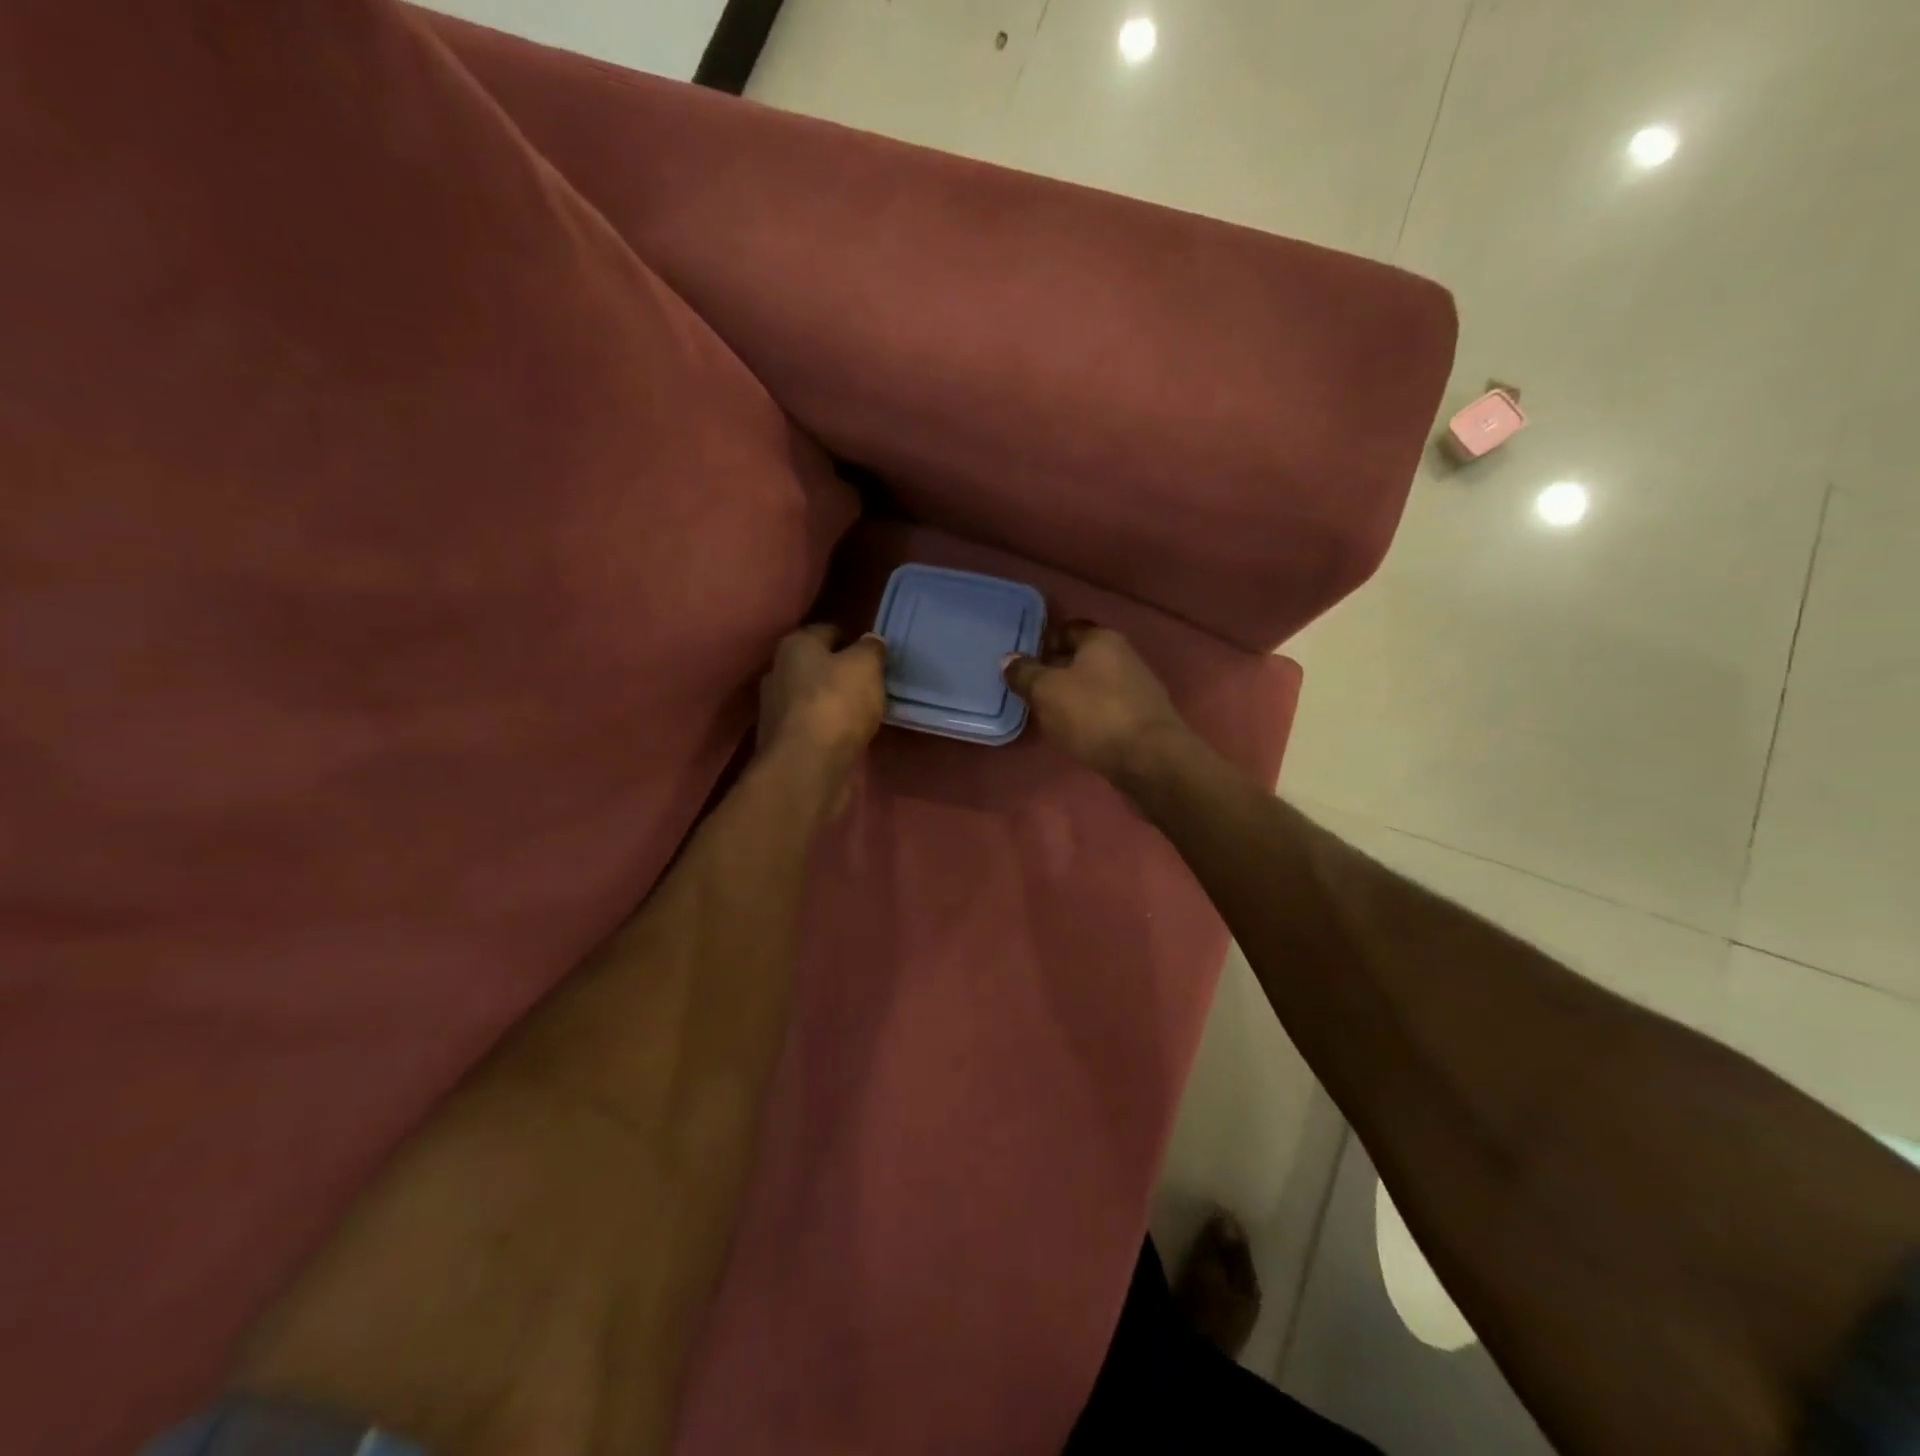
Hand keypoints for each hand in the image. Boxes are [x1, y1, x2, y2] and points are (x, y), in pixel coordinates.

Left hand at [757, 625, 887, 780]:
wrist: (807, 767)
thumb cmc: (836, 704)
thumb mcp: (866, 666)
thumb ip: (871, 649)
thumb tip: (870, 641)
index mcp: (794, 646)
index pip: (827, 631)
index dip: (852, 638)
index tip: (874, 653)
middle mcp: (778, 673)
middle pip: (818, 666)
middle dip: (842, 672)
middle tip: (873, 683)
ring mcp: (777, 711)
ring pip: (815, 698)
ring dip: (836, 703)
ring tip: (866, 711)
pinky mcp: (785, 743)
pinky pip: (814, 726)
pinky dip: (831, 728)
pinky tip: (850, 735)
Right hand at [1003, 621, 1191, 781]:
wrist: (1150, 759)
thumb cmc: (1093, 715)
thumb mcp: (1046, 691)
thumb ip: (1025, 673)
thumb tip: (1008, 660)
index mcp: (1101, 639)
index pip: (1067, 629)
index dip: (1043, 644)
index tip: (1024, 665)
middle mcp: (1124, 655)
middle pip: (1082, 657)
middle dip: (1056, 671)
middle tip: (1031, 692)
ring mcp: (1138, 686)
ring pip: (1095, 684)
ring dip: (1073, 696)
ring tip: (1050, 715)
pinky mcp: (1143, 716)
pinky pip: (1108, 707)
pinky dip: (1091, 715)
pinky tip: (1077, 732)